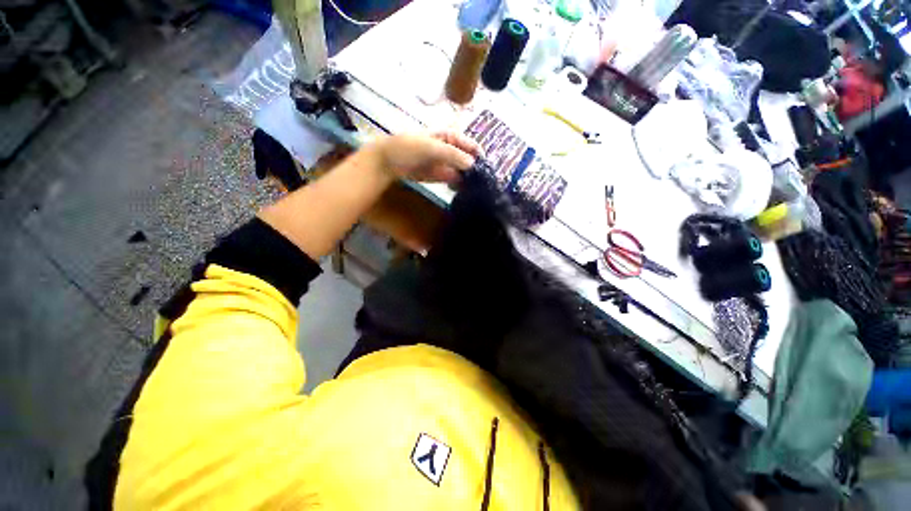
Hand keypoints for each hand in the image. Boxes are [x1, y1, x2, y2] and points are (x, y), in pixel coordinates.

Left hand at [368, 131, 481, 183]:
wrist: (386, 162)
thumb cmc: (408, 147)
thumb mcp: (432, 147)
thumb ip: (453, 154)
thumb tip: (472, 164)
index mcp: (446, 136)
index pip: (467, 143)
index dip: (476, 152)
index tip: (485, 164)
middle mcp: (446, 149)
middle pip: (464, 158)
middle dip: (472, 167)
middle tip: (481, 179)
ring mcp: (441, 163)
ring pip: (458, 170)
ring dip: (465, 177)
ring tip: (474, 186)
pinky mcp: (436, 176)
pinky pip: (449, 179)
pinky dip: (456, 183)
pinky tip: (462, 189)